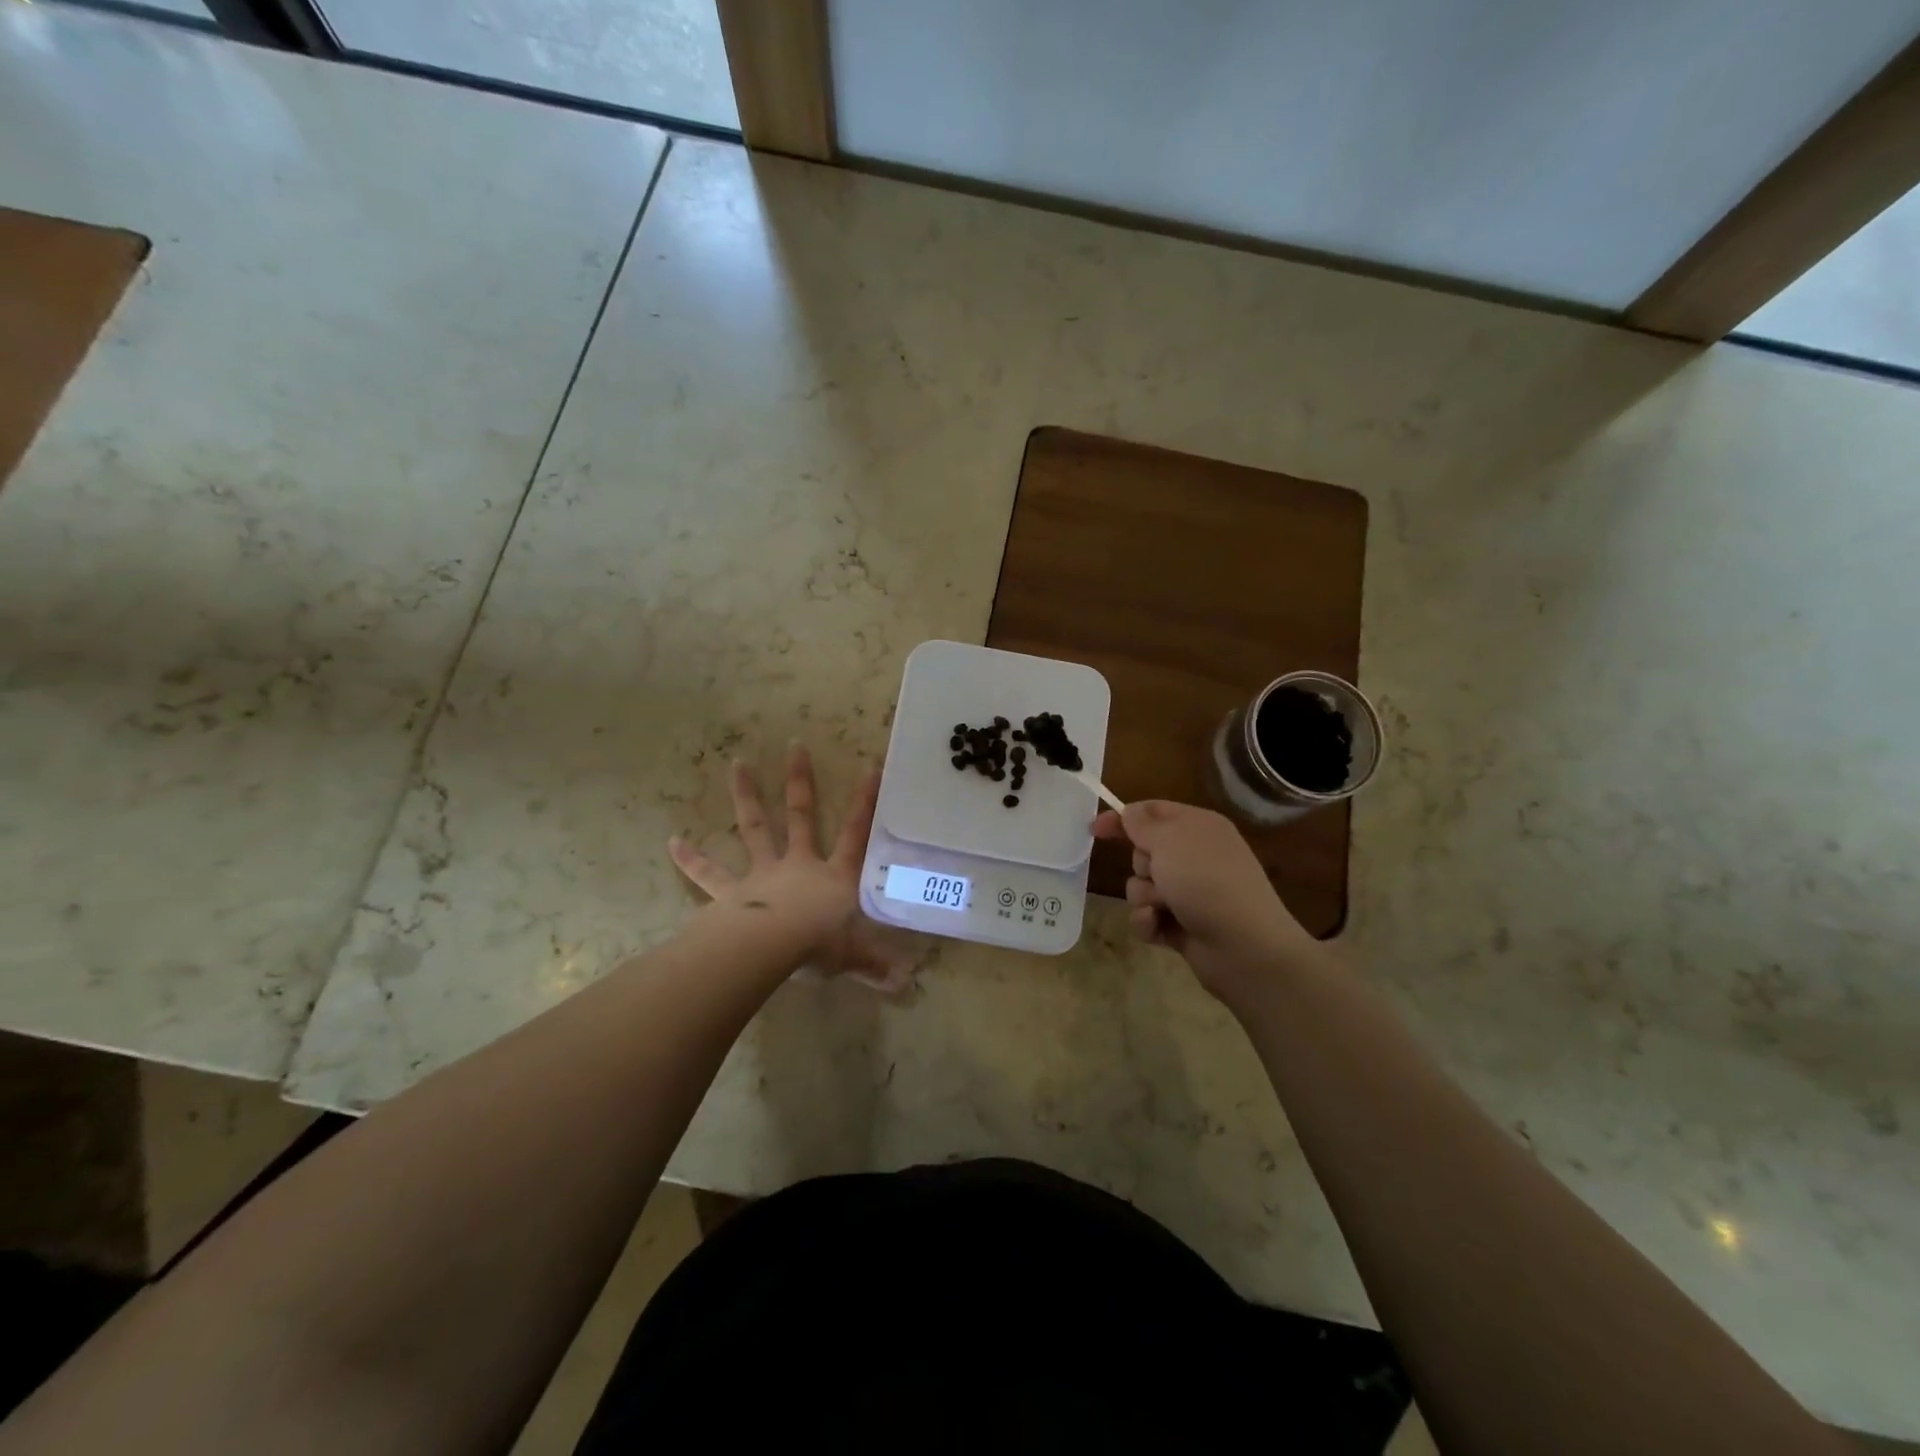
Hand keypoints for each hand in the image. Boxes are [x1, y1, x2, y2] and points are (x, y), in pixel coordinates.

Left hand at [669, 743, 921, 992]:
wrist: (769, 949)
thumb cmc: (817, 946)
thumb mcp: (853, 957)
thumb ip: (875, 966)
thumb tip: (905, 985)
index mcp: (833, 877)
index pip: (855, 835)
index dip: (865, 803)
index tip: (871, 768)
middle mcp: (798, 866)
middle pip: (801, 816)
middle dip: (799, 781)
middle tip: (794, 746)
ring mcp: (762, 875)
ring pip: (755, 829)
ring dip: (746, 796)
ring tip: (737, 764)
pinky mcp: (730, 893)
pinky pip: (708, 875)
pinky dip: (691, 859)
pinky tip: (672, 842)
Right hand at [1093, 800, 1324, 1006]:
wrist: (1245, 946)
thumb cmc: (1206, 881)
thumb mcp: (1169, 839)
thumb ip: (1142, 823)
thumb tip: (1129, 813)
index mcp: (1198, 827)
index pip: (1153, 811)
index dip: (1123, 818)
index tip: (1094, 829)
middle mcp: (1195, 856)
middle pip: (1143, 851)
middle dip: (1141, 865)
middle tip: (1158, 874)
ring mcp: (1190, 892)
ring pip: (1141, 886)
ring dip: (1144, 897)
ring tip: (1163, 908)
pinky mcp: (1183, 924)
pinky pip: (1147, 916)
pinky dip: (1149, 922)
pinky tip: (1160, 928)